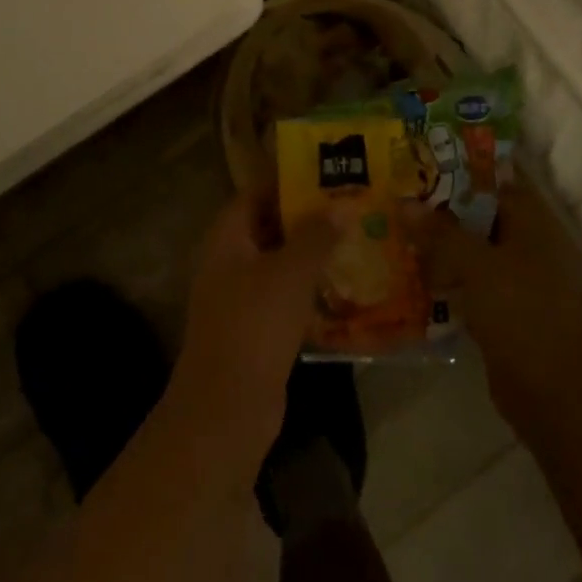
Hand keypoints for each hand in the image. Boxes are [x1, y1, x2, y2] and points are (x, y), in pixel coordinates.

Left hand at [171, 193, 344, 468]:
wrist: (227, 410)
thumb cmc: (255, 325)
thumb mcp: (291, 273)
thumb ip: (317, 235)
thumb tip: (343, 204)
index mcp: (227, 237)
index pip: (256, 192)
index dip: (288, 179)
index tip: (326, 171)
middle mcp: (229, 261)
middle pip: (269, 226)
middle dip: (307, 216)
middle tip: (349, 203)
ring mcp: (240, 297)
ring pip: (279, 262)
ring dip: (312, 252)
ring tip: (355, 238)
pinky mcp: (255, 329)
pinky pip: (284, 295)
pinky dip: (309, 287)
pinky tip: (344, 286)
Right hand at [408, 182, 581, 429]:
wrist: (557, 394)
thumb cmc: (523, 313)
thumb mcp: (477, 265)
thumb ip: (440, 233)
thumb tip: (403, 202)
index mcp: (526, 218)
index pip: (486, 180)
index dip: (452, 170)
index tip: (411, 164)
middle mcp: (519, 241)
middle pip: (472, 215)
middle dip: (435, 210)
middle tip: (389, 197)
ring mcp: (509, 278)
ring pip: (465, 250)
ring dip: (433, 246)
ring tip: (388, 231)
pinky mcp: (497, 311)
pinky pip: (463, 284)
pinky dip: (440, 279)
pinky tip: (404, 276)